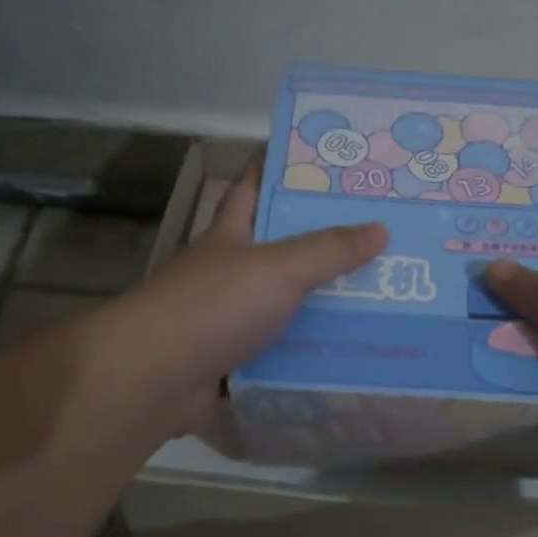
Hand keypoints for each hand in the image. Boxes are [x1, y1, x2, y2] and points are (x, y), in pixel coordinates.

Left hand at [116, 150, 388, 433]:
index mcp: (231, 236)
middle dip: (325, 243)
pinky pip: (284, 353)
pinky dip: (311, 354)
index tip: (324, 157)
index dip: (281, 166)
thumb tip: (381, 228)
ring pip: (288, 305)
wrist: (153, 379)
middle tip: (382, 236)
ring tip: (383, 298)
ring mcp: (231, 320)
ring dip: (325, 305)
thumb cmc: (213, 306)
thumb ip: (328, 249)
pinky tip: (352, 352)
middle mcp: (230, 273)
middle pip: (282, 250)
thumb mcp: (278, 268)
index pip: (254, 187)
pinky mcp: (237, 363)